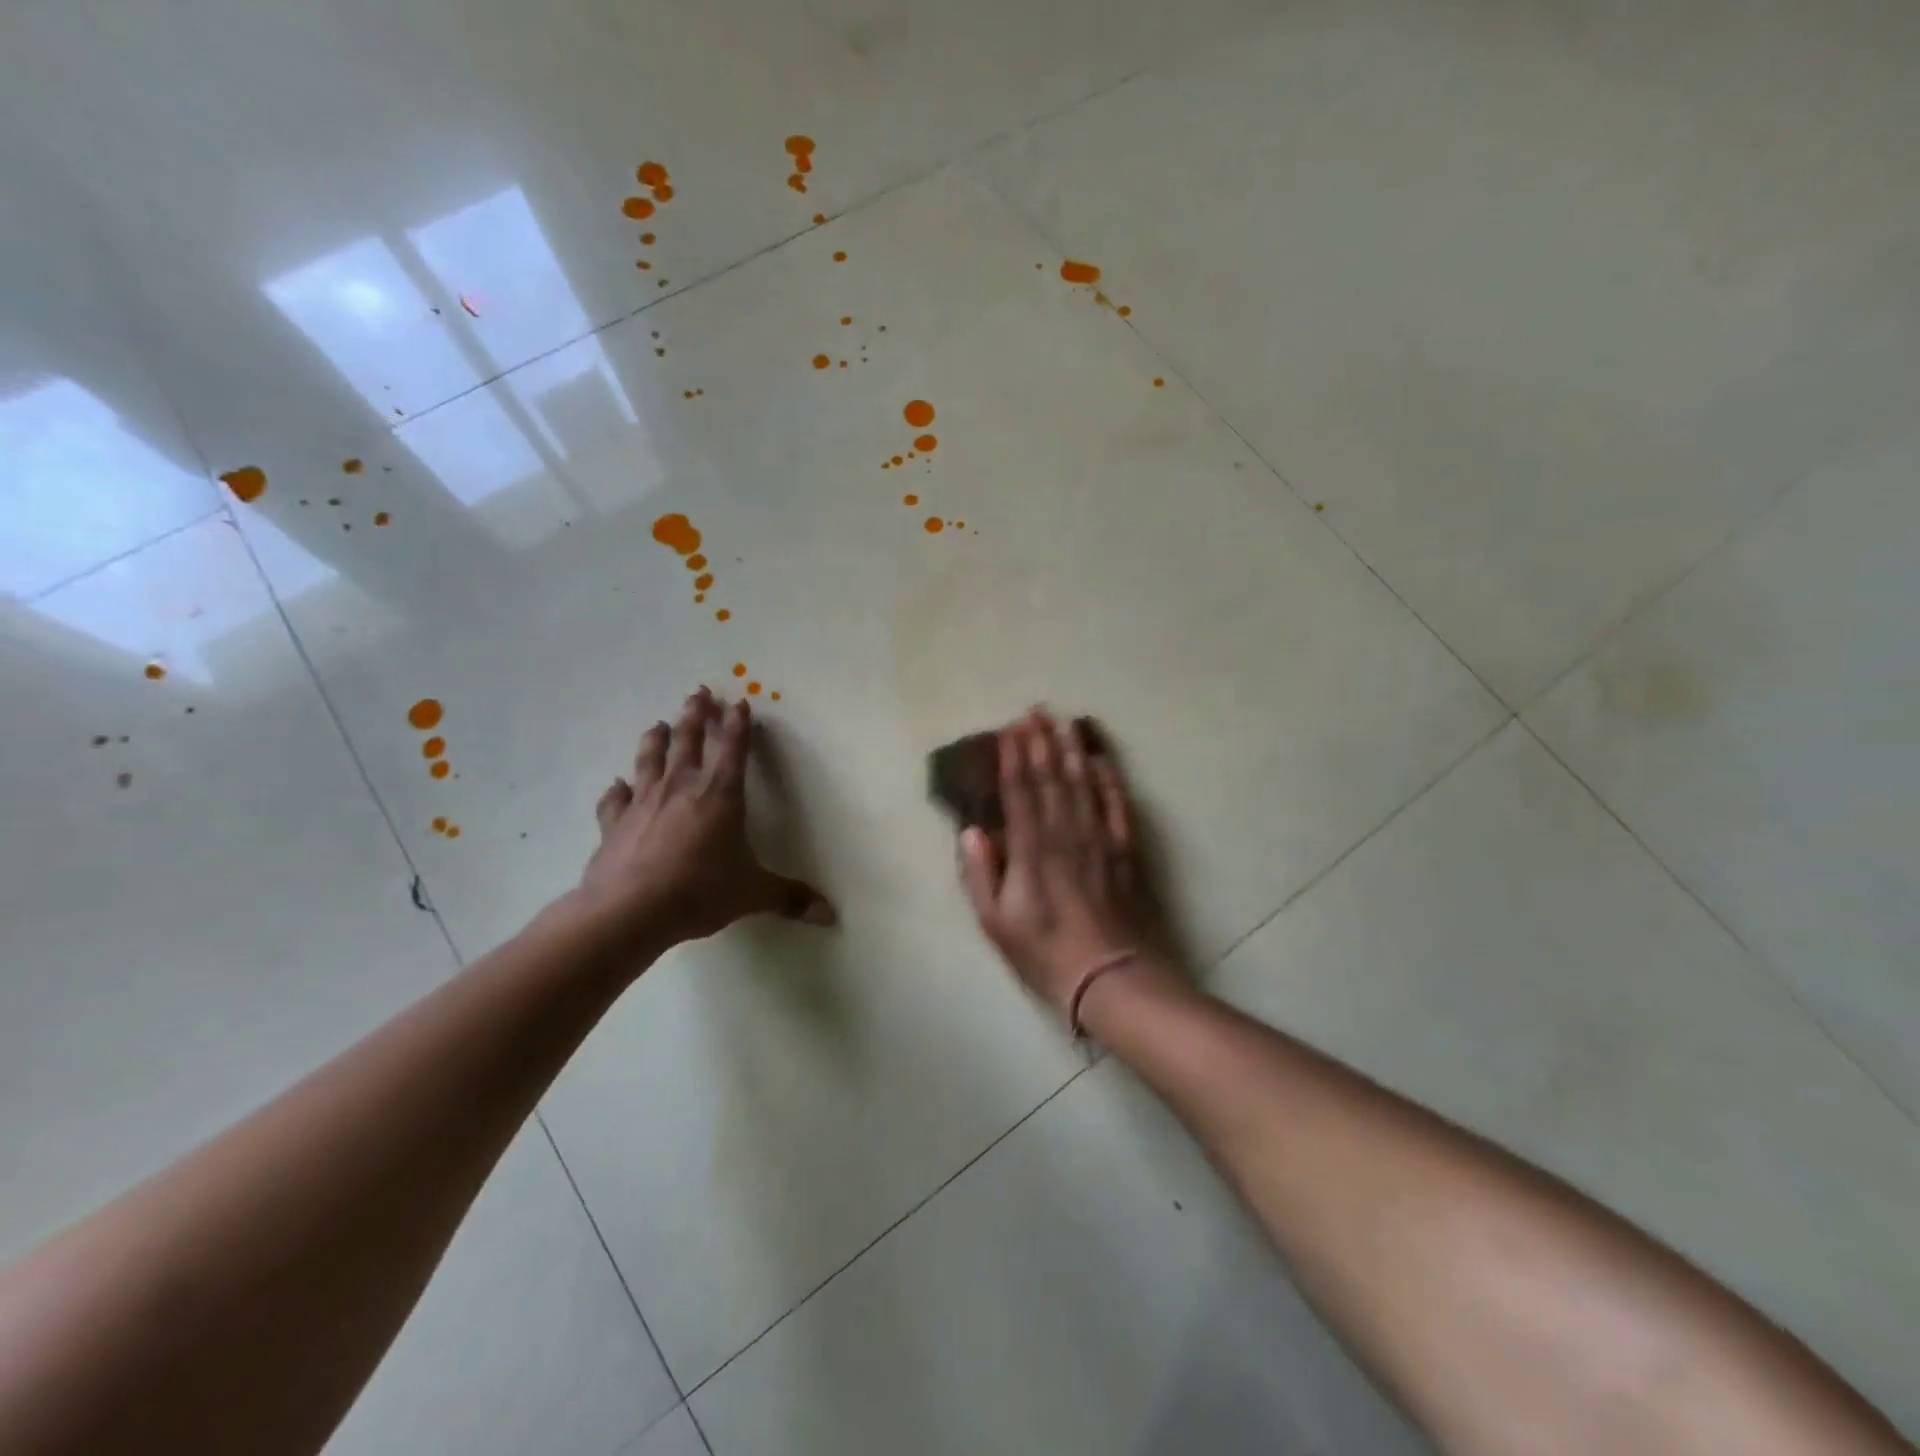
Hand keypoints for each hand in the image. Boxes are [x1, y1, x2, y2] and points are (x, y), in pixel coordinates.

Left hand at [571, 686, 834, 954]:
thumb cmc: (699, 892)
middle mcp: (681, 788)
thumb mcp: (751, 894)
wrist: (628, 912)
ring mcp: (643, 802)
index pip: (734, 749)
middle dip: (696, 715)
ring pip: (649, 759)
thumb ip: (789, 898)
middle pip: (688, 740)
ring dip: (656, 739)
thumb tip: (829, 914)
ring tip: (658, 725)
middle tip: (698, 693)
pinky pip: (614, 799)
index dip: (739, 725)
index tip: (740, 702)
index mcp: (720, 796)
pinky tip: (616, 785)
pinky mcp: (614, 823)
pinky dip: (616, 790)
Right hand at [959, 710, 1150, 1015]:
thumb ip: (981, 874)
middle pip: (1051, 778)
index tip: (1009, 729)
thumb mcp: (996, 923)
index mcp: (1030, 849)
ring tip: (1065, 722)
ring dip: (1072, 750)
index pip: (1020, 791)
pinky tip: (1102, 761)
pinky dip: (1109, 780)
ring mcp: (1098, 839)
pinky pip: (1116, 806)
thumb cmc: (1045, 953)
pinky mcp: (1124, 850)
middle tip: (1035, 711)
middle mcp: (1064, 834)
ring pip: (1083, 784)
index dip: (1013, 758)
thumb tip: (971, 830)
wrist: (1110, 977)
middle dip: (1041, 742)